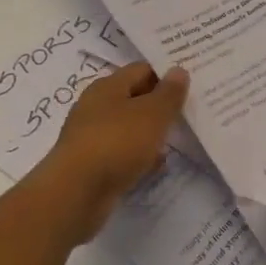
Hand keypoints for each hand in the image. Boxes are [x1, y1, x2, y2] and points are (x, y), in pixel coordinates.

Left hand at [31, 63, 189, 241]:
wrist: (74, 194)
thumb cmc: (116, 143)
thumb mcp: (152, 114)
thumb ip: (169, 93)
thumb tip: (178, 70)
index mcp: (108, 86)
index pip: (142, 69)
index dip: (166, 74)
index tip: (191, 83)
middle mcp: (97, 107)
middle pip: (135, 98)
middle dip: (160, 104)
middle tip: (189, 111)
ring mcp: (92, 136)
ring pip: (129, 127)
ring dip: (150, 133)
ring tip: (177, 139)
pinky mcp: (92, 164)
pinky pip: (122, 153)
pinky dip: (139, 156)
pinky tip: (155, 166)